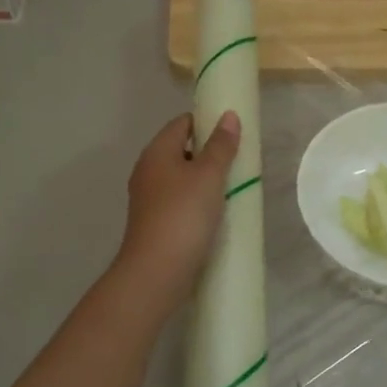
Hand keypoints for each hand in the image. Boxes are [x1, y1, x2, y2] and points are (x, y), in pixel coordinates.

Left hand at [115, 111, 240, 301]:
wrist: (157, 271)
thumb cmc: (184, 214)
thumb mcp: (209, 175)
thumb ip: (221, 146)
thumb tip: (228, 115)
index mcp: (156, 152)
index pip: (182, 123)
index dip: (207, 122)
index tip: (233, 133)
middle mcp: (148, 171)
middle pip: (181, 150)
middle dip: (209, 153)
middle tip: (238, 162)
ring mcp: (149, 199)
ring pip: (181, 179)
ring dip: (205, 181)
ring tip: (233, 188)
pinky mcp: (155, 223)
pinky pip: (180, 202)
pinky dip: (197, 202)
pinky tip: (216, 214)